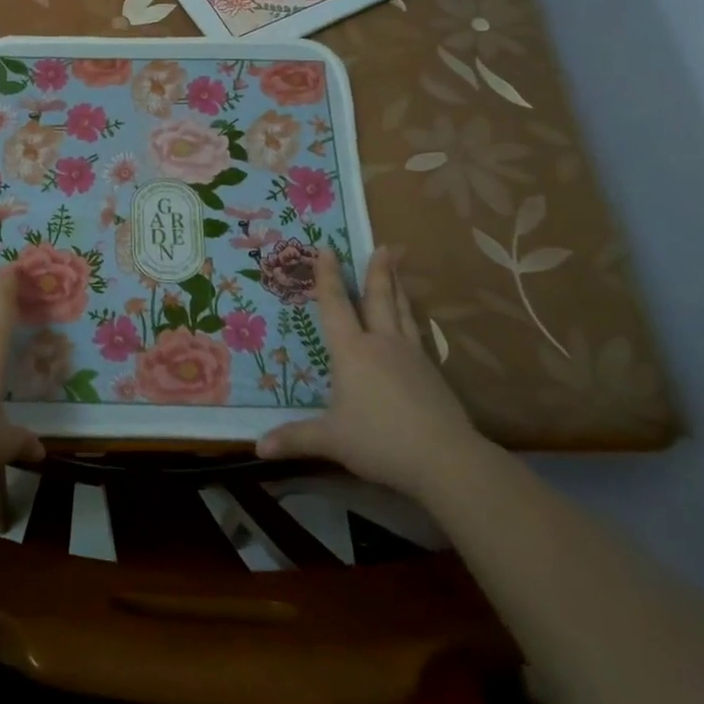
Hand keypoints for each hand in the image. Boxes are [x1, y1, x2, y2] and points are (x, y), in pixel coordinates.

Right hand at [257, 247, 486, 497]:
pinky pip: (418, 334)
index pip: (335, 306)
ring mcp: (411, 356)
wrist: (445, 459)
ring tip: (398, 267)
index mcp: (352, 351)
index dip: (327, 277)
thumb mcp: (331, 441)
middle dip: (377, 271)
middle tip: (385, 245)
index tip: (327, 248)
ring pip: (402, 312)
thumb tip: (257, 446)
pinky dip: (413, 319)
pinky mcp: (432, 373)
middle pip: (378, 299)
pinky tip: (414, 323)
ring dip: (398, 287)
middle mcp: (381, 344)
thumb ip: (295, 438)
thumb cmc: (379, 441)